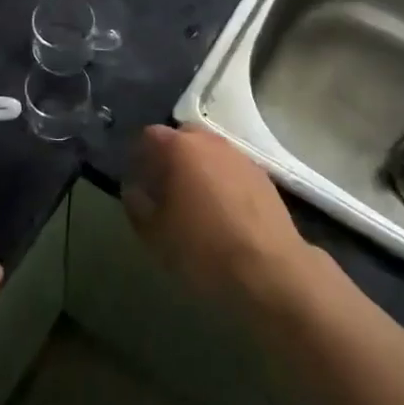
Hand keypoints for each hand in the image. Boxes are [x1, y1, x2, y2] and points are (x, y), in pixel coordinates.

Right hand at [124, 125, 319, 307]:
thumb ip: (136, 205)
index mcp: (179, 148)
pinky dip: (221, 180)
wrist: (269, 268)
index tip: (137, 180)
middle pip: (183, 137)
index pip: (149, 135)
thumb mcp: (155, 235)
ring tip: (194, 200)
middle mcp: (210, 142)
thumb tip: (134, 189)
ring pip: (210, 151)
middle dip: (170, 156)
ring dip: (198, 167)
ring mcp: (240, 156)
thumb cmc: (203, 248)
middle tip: (164, 188)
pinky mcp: (263, 175)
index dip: (139, 155)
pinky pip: (231, 168)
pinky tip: (222, 210)